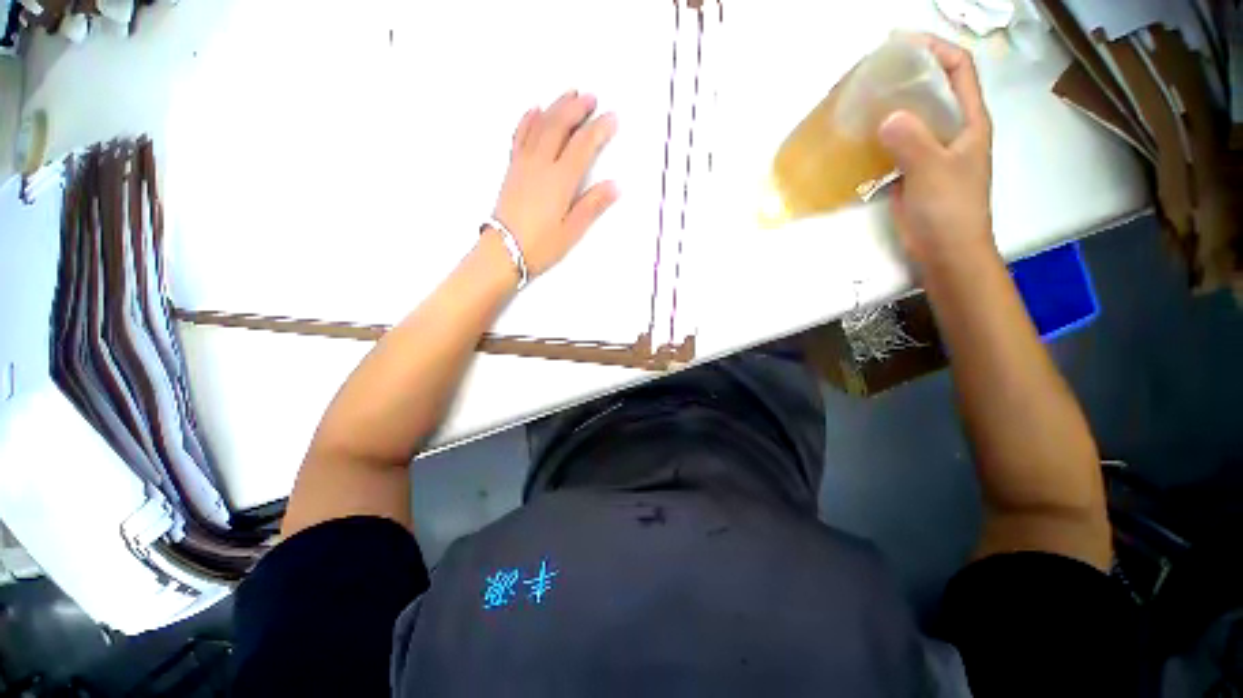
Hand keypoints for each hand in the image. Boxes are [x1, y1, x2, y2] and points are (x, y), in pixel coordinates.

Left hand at [491, 90, 618, 278]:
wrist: (503, 251)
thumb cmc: (539, 246)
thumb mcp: (572, 231)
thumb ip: (593, 205)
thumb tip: (615, 186)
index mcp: (559, 181)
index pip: (583, 146)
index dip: (599, 129)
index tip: (612, 118)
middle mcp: (541, 165)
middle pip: (560, 126)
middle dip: (577, 108)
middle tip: (592, 98)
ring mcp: (524, 164)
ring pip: (540, 125)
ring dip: (556, 106)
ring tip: (569, 94)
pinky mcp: (513, 169)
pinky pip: (520, 135)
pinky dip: (528, 119)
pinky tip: (534, 110)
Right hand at [878, 35, 993, 268]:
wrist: (945, 251)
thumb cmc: (950, 210)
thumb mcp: (935, 171)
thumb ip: (913, 141)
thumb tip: (887, 117)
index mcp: (970, 122)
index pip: (959, 70)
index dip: (935, 49)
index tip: (902, 44)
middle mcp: (953, 130)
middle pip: (933, 90)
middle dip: (907, 75)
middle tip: (873, 73)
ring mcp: (931, 152)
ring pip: (912, 118)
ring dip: (889, 106)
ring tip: (861, 101)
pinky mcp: (912, 172)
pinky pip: (896, 144)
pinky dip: (879, 137)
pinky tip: (860, 137)